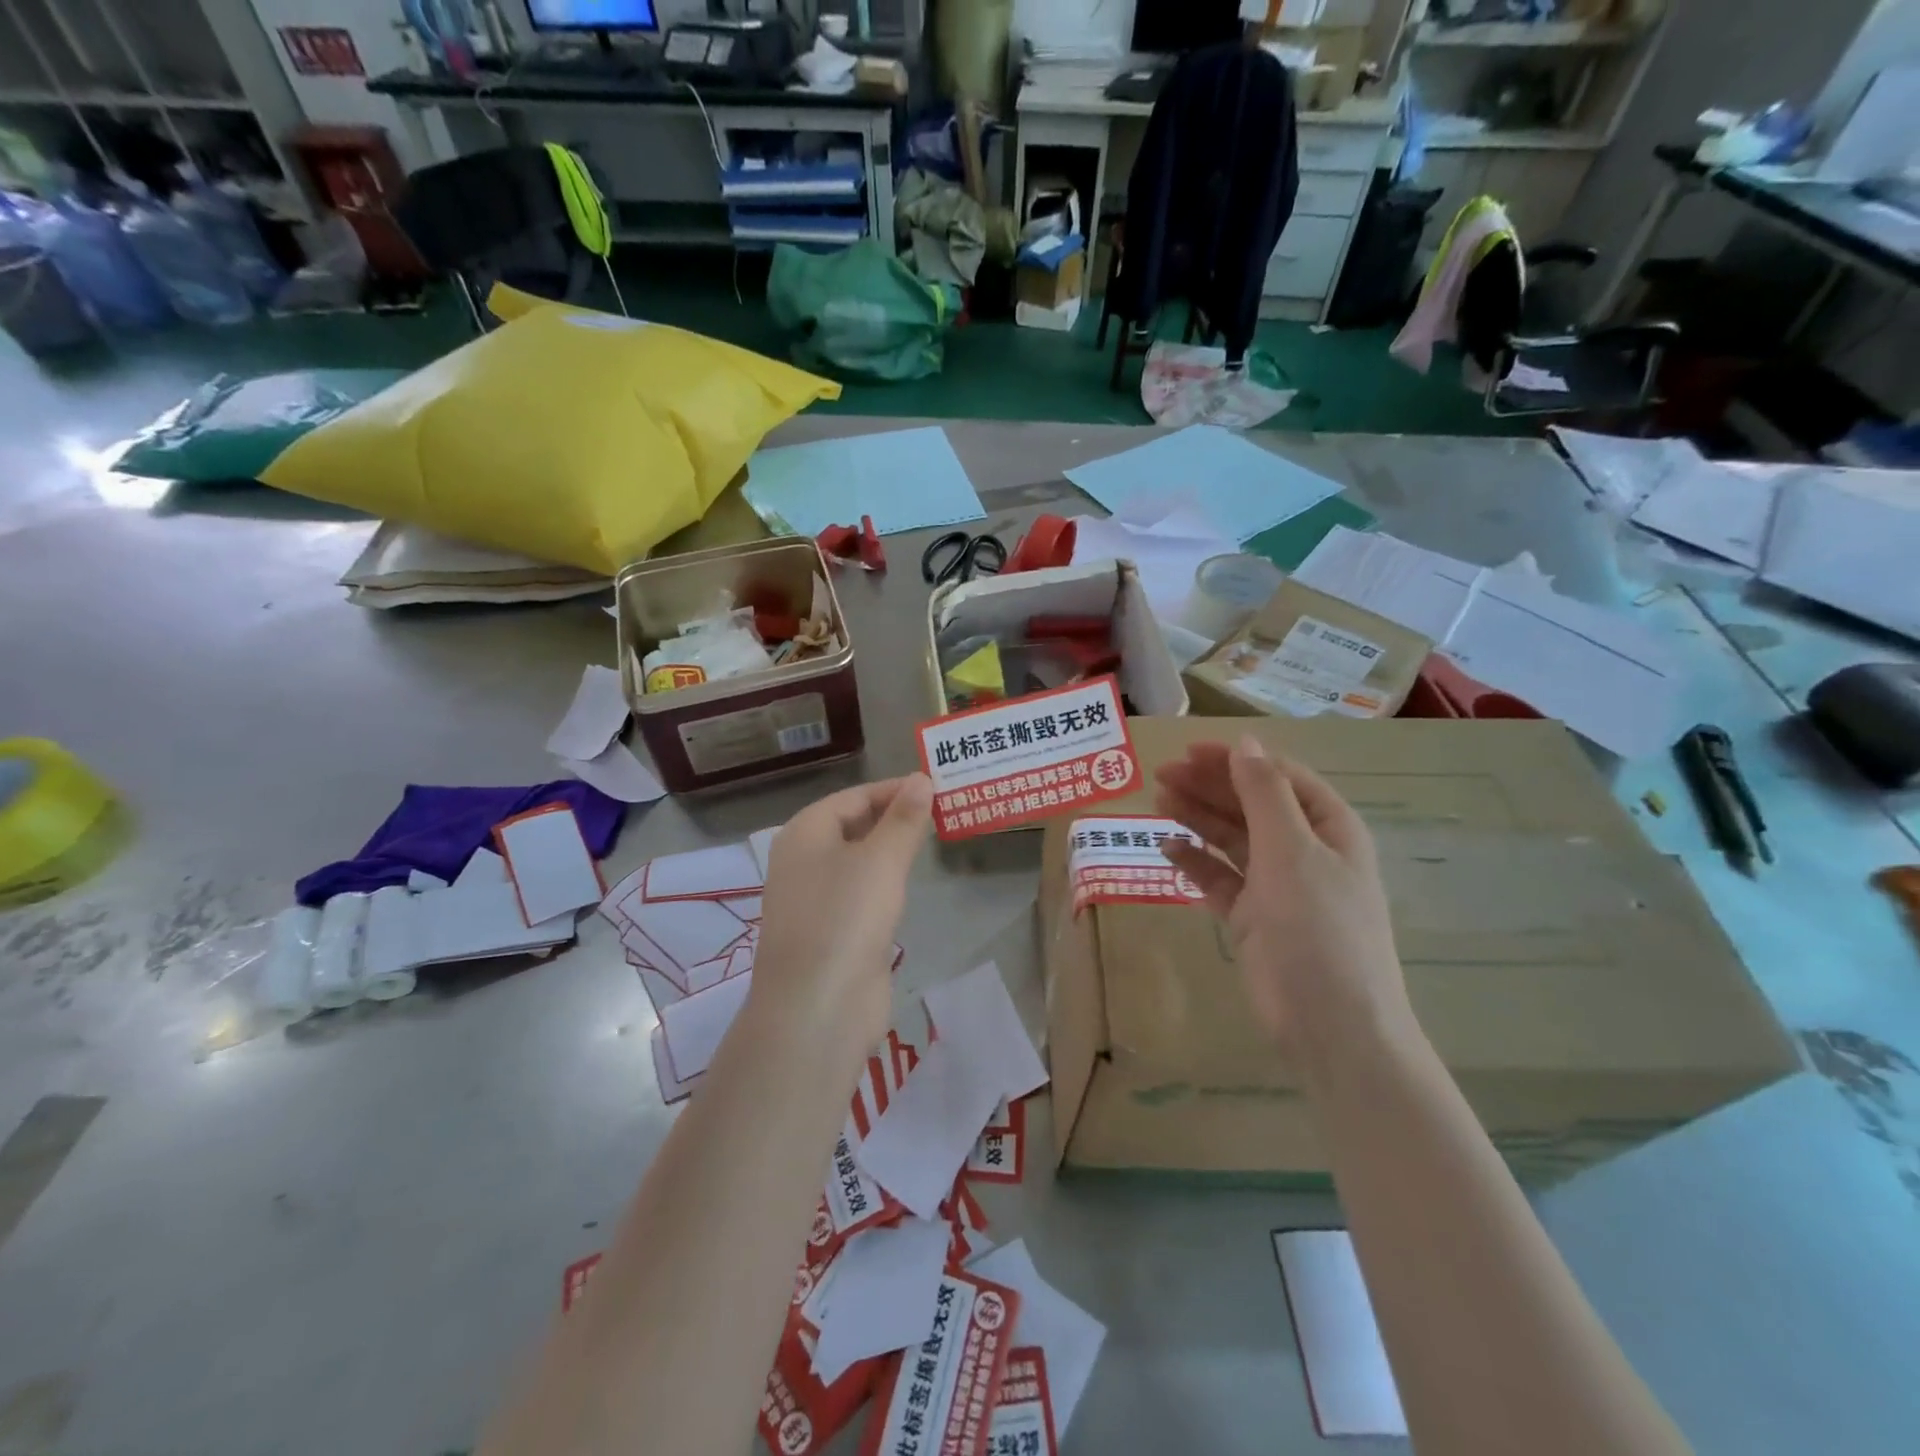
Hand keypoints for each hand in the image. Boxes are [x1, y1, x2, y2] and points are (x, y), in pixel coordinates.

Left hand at [752, 774, 933, 1049]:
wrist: (818, 1007)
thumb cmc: (846, 918)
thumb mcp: (882, 860)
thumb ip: (904, 819)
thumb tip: (922, 779)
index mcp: (805, 833)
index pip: (854, 797)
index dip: (895, 789)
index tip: (936, 786)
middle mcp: (803, 861)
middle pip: (853, 826)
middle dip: (895, 817)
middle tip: (942, 811)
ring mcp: (814, 899)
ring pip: (858, 861)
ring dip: (891, 850)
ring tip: (932, 839)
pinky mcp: (830, 932)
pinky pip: (860, 894)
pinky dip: (885, 883)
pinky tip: (908, 885)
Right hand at [1155, 736, 1415, 1071]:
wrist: (1331, 1025)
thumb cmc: (1318, 927)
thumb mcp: (1292, 850)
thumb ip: (1264, 794)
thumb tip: (1245, 742)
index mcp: (1328, 828)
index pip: (1279, 778)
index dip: (1237, 760)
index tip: (1190, 751)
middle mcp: (1303, 851)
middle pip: (1251, 805)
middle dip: (1209, 786)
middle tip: (1162, 775)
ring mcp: (1276, 886)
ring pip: (1231, 839)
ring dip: (1197, 818)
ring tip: (1158, 802)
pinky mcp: (1251, 918)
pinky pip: (1219, 878)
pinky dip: (1194, 863)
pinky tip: (1166, 849)